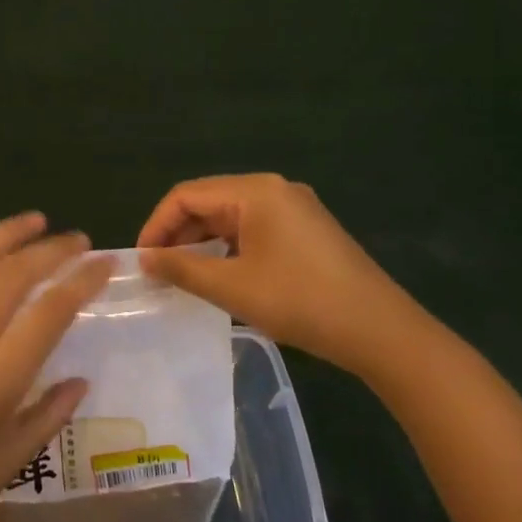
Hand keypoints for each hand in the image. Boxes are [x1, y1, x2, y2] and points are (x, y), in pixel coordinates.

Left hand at [0, 214, 112, 521]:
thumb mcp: (8, 462)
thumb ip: (49, 414)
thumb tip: (79, 380)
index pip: (50, 311)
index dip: (83, 280)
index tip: (105, 264)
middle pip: (14, 273)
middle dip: (53, 249)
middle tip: (78, 241)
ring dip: (5, 233)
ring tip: (34, 221)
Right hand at [138, 174, 424, 379]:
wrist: (381, 331)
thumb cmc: (301, 302)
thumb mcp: (232, 287)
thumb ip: (182, 268)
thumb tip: (143, 258)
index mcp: (255, 191)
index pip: (187, 195)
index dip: (157, 225)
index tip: (141, 260)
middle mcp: (274, 189)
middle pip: (209, 201)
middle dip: (178, 234)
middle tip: (158, 270)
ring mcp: (295, 209)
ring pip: (231, 217)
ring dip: (203, 242)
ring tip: (183, 276)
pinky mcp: (307, 231)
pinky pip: (254, 229)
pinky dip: (229, 248)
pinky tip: (222, 275)